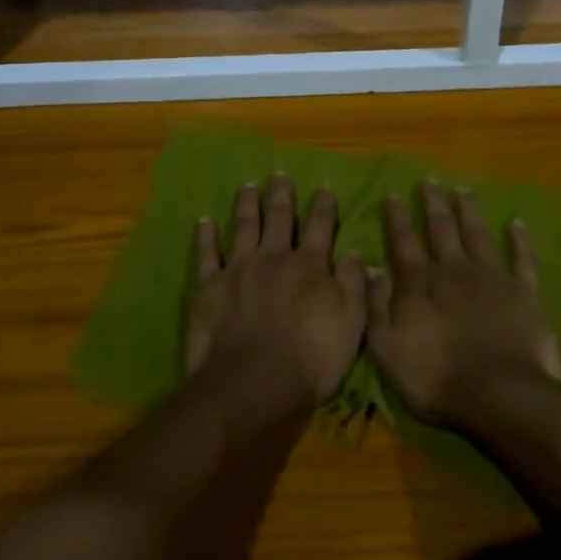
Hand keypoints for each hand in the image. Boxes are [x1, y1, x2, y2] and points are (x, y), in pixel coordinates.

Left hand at [185, 176, 368, 406]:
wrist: (252, 383)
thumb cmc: (310, 360)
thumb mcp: (351, 325)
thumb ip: (353, 284)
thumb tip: (356, 250)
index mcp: (309, 265)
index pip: (320, 226)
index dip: (324, 206)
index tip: (325, 188)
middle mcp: (274, 257)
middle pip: (279, 218)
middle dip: (281, 195)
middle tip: (279, 176)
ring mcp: (239, 268)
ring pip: (244, 226)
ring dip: (246, 204)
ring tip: (247, 186)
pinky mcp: (209, 286)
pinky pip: (206, 254)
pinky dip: (205, 235)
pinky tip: (204, 220)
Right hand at [368, 181, 560, 426]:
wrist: (500, 395)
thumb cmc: (436, 379)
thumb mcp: (387, 348)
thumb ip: (376, 305)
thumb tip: (369, 266)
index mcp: (419, 283)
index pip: (403, 241)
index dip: (397, 217)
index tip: (394, 194)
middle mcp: (453, 269)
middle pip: (441, 228)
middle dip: (433, 203)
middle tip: (430, 181)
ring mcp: (491, 277)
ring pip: (477, 234)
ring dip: (469, 211)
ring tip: (463, 190)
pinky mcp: (524, 291)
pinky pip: (522, 258)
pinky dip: (520, 240)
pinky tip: (517, 223)